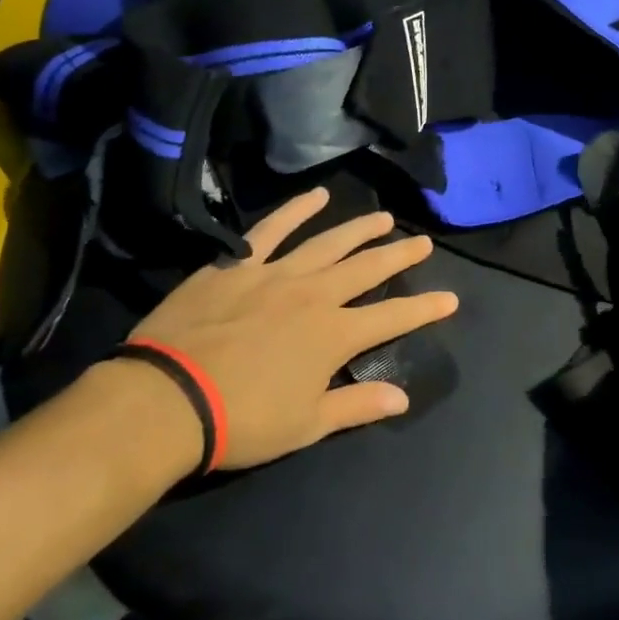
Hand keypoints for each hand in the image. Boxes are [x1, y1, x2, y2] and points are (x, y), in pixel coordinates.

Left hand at [114, 188, 458, 470]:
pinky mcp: (238, 264)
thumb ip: (357, 404)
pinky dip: (295, 210)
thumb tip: (402, 398)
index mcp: (334, 335)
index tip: (449, 297)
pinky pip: (271, 230)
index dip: (425, 308)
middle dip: (399, 255)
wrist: (169, 398)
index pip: (393, 317)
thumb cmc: (242, 420)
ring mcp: (276, 274)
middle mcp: (314, 295)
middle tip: (422, 242)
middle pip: (367, 268)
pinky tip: (315, 196)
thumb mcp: (306, 423)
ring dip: (359, 229)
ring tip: (383, 217)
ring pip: (328, 242)